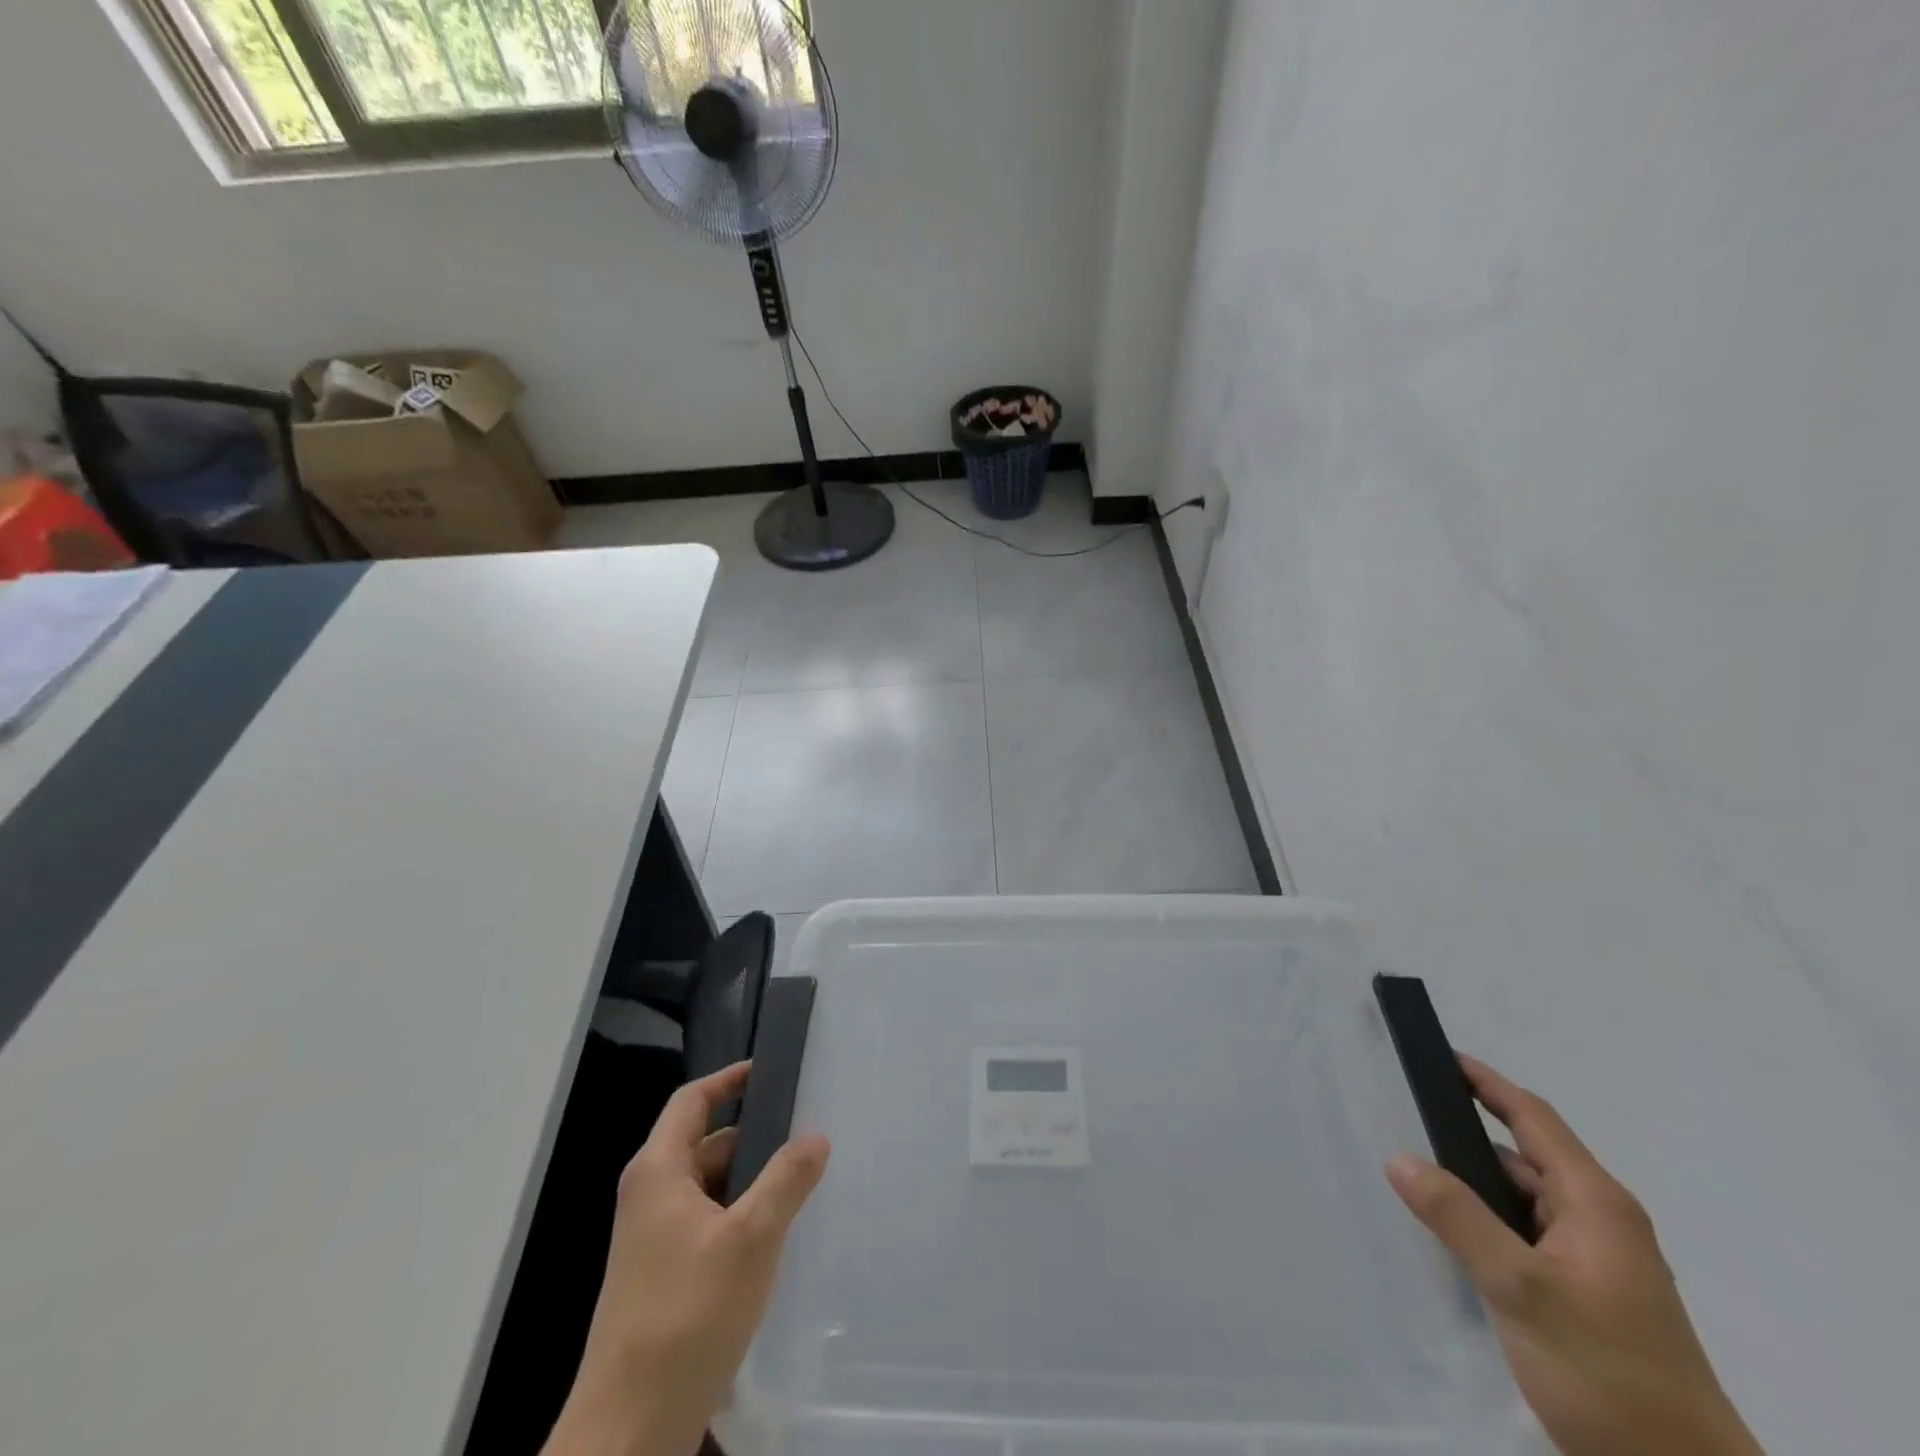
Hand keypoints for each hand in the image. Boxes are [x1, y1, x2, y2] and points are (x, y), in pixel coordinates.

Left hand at [544, 1062, 829, 1455]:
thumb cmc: (687, 1315)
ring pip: (709, 1187)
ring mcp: (653, 1240)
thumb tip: (816, 1135)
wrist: (628, 1432)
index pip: (692, 1100)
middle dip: (754, 1136)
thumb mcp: (751, 1238)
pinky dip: (740, 1217)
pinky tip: (776, 1237)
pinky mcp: (663, 1277)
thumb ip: (787, 1179)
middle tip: (806, 1134)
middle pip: (705, 1143)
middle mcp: (650, 1195)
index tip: (771, 1071)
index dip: (729, 1079)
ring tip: (802, 1183)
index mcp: (658, 1171)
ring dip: (751, 1181)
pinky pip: (707, 1224)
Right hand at [1385, 1056, 1762, 1455]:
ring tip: (1416, 1177)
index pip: (1533, 1119)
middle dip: (1468, 1135)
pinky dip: (1489, 1221)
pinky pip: (1527, 1235)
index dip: (1487, 1083)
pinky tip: (1455, 1237)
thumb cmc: (1608, 1373)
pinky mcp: (1588, 1295)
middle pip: (1525, 1156)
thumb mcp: (1521, 1291)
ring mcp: (1597, 1261)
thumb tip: (1399, 1157)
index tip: (1442, 1056)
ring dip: (1476, 1184)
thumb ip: (1459, 1219)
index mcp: (1595, 1204)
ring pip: (1523, 1200)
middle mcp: (1600, 1222)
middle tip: (1407, 1119)